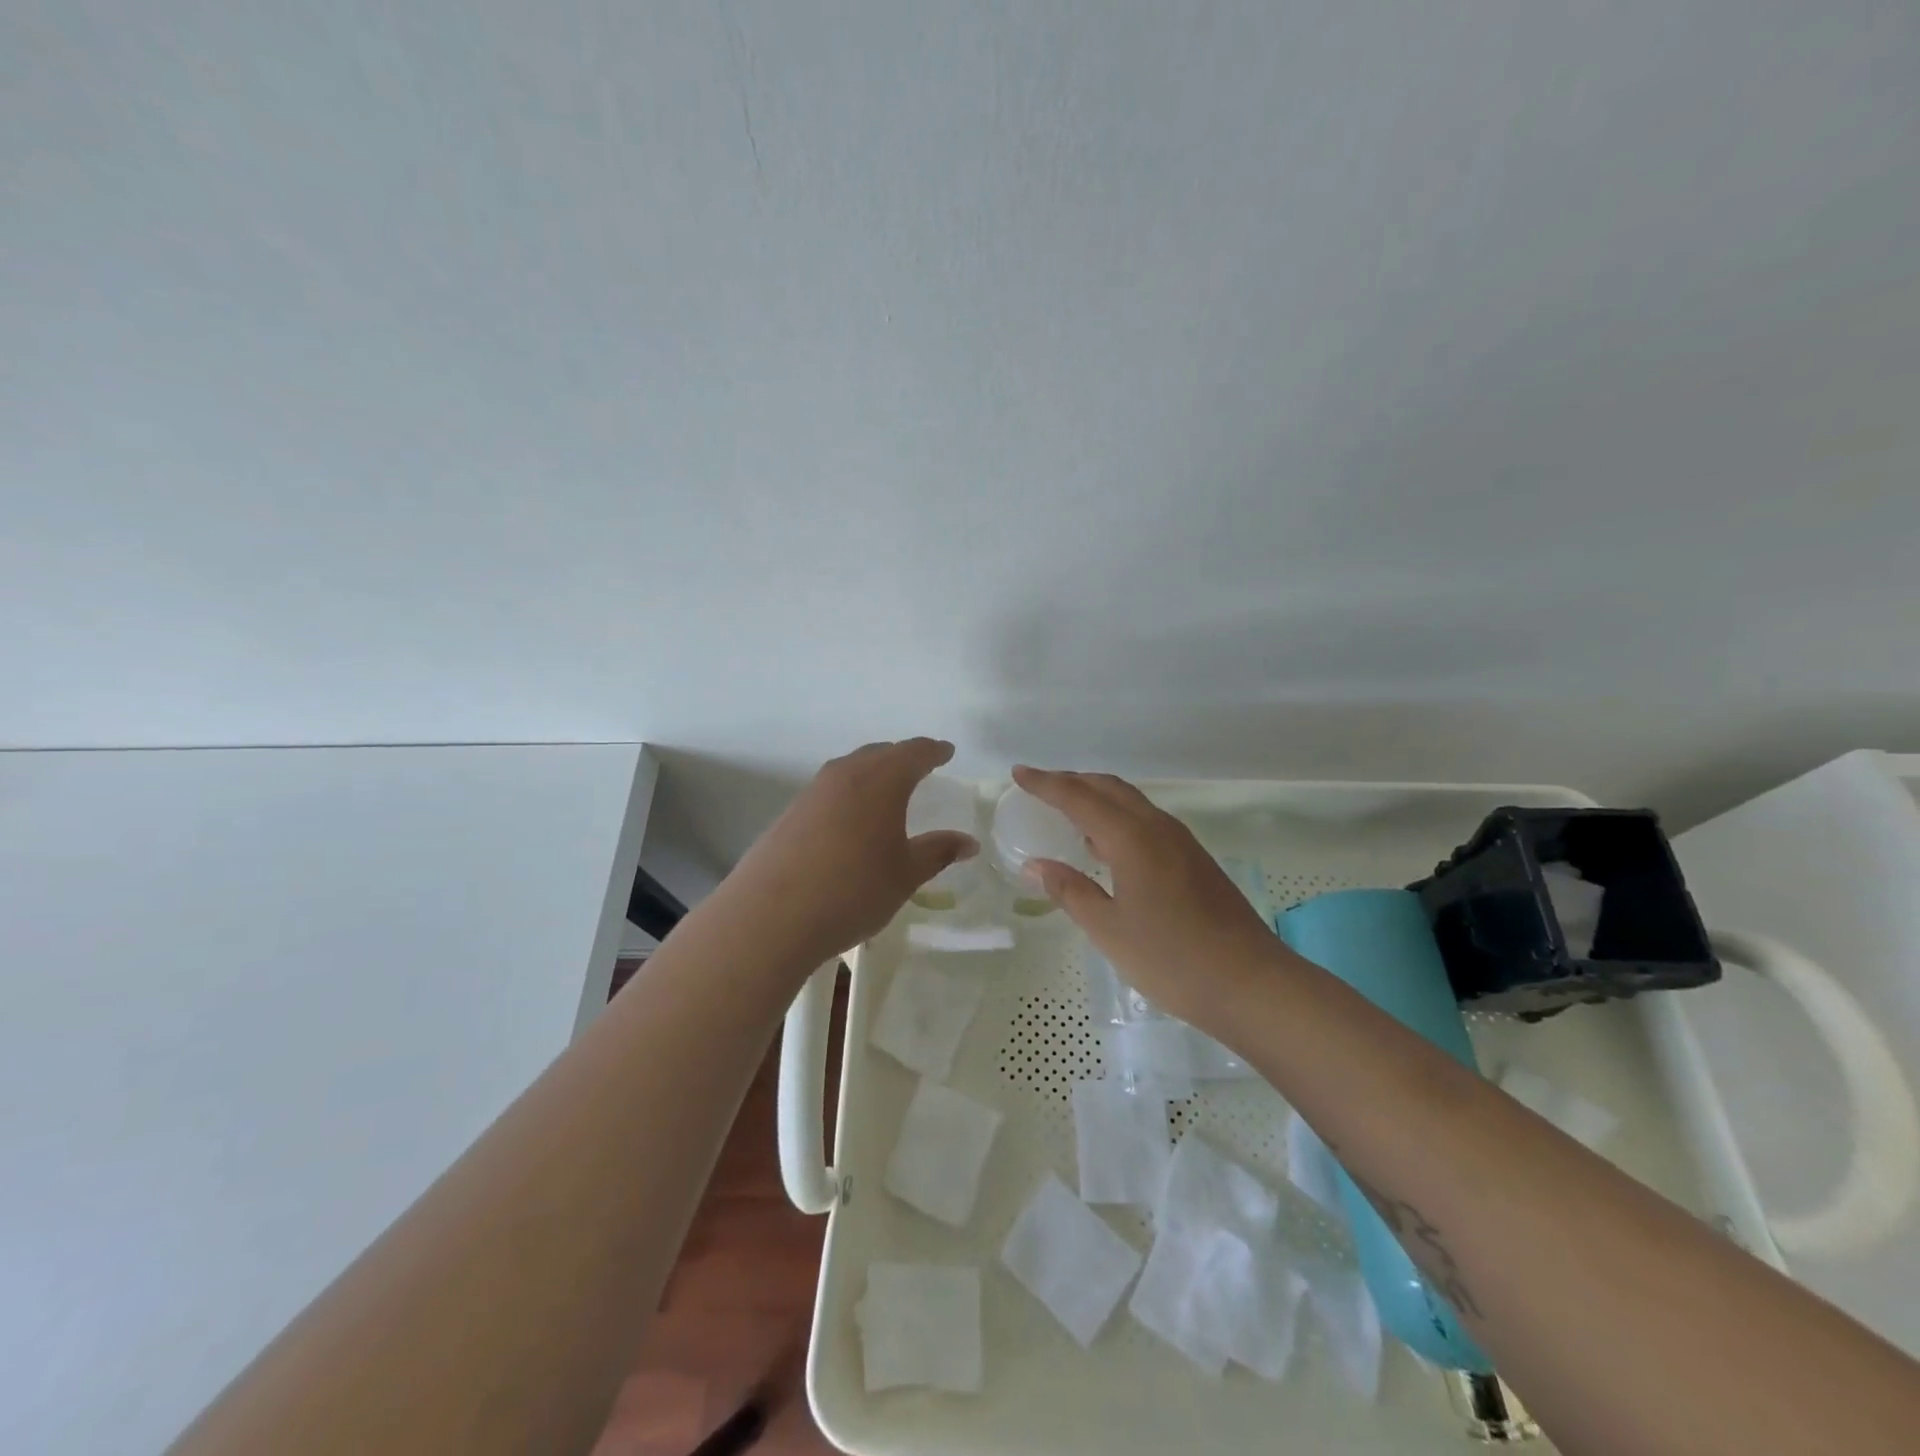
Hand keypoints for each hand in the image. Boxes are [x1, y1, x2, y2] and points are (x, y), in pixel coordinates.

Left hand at [724, 739, 978, 968]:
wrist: (771, 916)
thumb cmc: (853, 890)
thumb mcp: (905, 875)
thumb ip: (938, 852)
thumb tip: (969, 842)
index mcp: (881, 780)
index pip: (914, 753)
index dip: (934, 751)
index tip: (947, 752)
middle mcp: (846, 774)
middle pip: (880, 754)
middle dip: (903, 757)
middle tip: (920, 766)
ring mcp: (813, 792)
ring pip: (850, 769)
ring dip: (872, 773)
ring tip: (886, 790)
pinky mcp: (790, 813)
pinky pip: (830, 790)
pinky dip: (849, 793)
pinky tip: (850, 819)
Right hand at [1012, 765, 1292, 1029]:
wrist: (1252, 984)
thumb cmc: (1172, 959)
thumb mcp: (1109, 930)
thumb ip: (1070, 891)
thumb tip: (1035, 864)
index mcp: (1132, 839)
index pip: (1079, 798)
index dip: (1046, 783)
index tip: (1018, 773)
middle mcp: (1158, 828)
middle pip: (1109, 788)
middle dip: (1072, 781)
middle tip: (1040, 787)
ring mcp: (1182, 842)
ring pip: (1131, 802)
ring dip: (1097, 797)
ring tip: (1068, 810)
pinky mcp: (1195, 860)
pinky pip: (1146, 821)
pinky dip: (1118, 817)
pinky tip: (1107, 845)